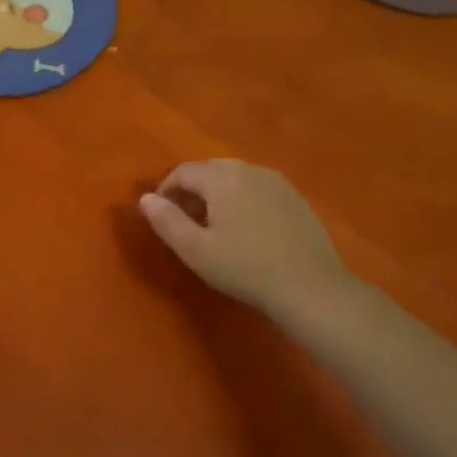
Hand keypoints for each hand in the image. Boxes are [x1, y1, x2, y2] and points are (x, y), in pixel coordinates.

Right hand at [139, 159, 351, 323]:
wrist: (311, 286)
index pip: (182, 171)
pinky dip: (242, 199)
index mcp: (222, 178)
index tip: (161, 216)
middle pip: (210, 169)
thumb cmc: (245, 268)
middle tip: (184, 220)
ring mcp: (277, 182)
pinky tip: (245, 228)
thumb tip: (145, 198)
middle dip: (191, 189)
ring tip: (213, 225)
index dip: (165, 190)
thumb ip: (166, 221)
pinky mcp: (295, 198)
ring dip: (217, 193)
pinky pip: (257, 188)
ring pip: (235, 177)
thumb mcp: (195, 250)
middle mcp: (249, 170)